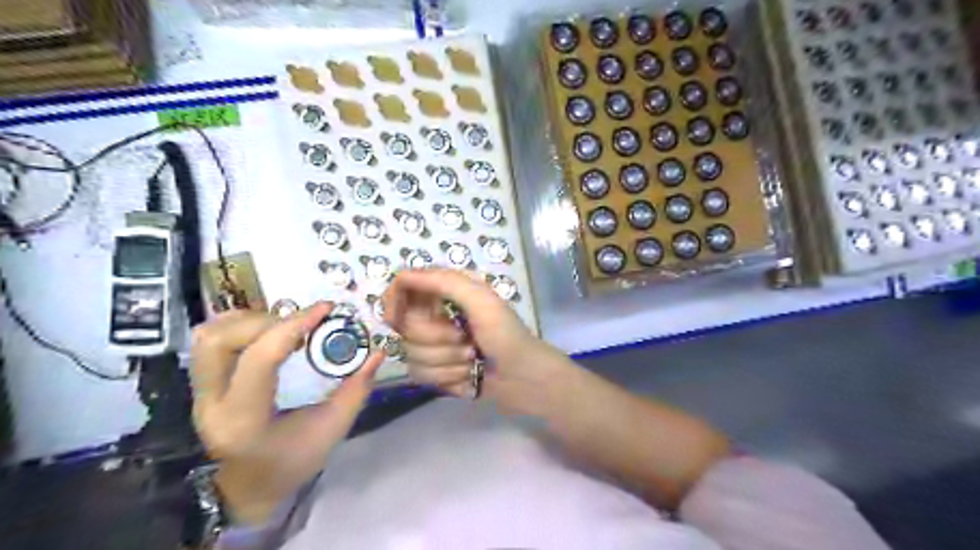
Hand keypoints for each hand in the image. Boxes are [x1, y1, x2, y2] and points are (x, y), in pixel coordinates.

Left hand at [189, 306, 384, 524]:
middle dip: (265, 321)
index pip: (260, 359)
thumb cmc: (290, 463)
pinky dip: (240, 326)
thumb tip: (377, 353)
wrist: (244, 489)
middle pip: (220, 340)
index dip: (293, 325)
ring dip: (249, 321)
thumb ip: (356, 390)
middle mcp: (211, 403)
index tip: (325, 309)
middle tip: (300, 324)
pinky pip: (209, 340)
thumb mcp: (331, 431)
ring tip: (284, 327)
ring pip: (208, 336)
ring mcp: (199, 393)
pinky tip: (267, 335)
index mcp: (245, 420)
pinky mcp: (200, 385)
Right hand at [383, 268, 567, 401]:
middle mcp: (436, 315)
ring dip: (446, 361)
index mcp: (446, 292)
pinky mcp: (437, 371)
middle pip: (406, 327)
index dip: (393, 302)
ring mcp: (435, 345)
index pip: (403, 287)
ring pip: (411, 354)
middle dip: (437, 338)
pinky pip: (420, 374)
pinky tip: (467, 376)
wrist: (523, 377)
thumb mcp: (480, 299)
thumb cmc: (505, 334)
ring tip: (472, 360)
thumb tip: (403, 276)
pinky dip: (446, 377)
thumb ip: (442, 282)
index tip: (396, 320)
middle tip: (465, 340)